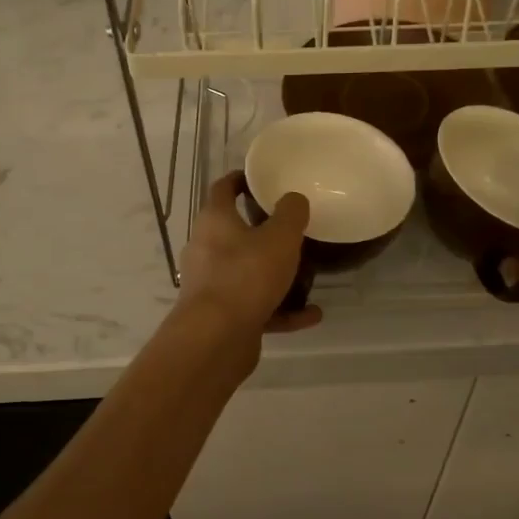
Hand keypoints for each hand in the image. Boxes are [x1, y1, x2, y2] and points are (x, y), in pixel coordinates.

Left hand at [177, 173, 322, 338]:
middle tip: (291, 229)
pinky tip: (311, 315)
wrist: (215, 339)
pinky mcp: (222, 317)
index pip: (223, 189)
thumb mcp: (280, 238)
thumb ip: (291, 214)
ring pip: (247, 273)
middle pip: (234, 233)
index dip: (240, 180)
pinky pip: (256, 306)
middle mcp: (206, 250)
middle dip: (263, 231)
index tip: (259, 178)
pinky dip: (282, 310)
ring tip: (307, 275)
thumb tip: (293, 199)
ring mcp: (212, 286)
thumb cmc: (246, 276)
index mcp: (215, 221)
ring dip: (276, 275)